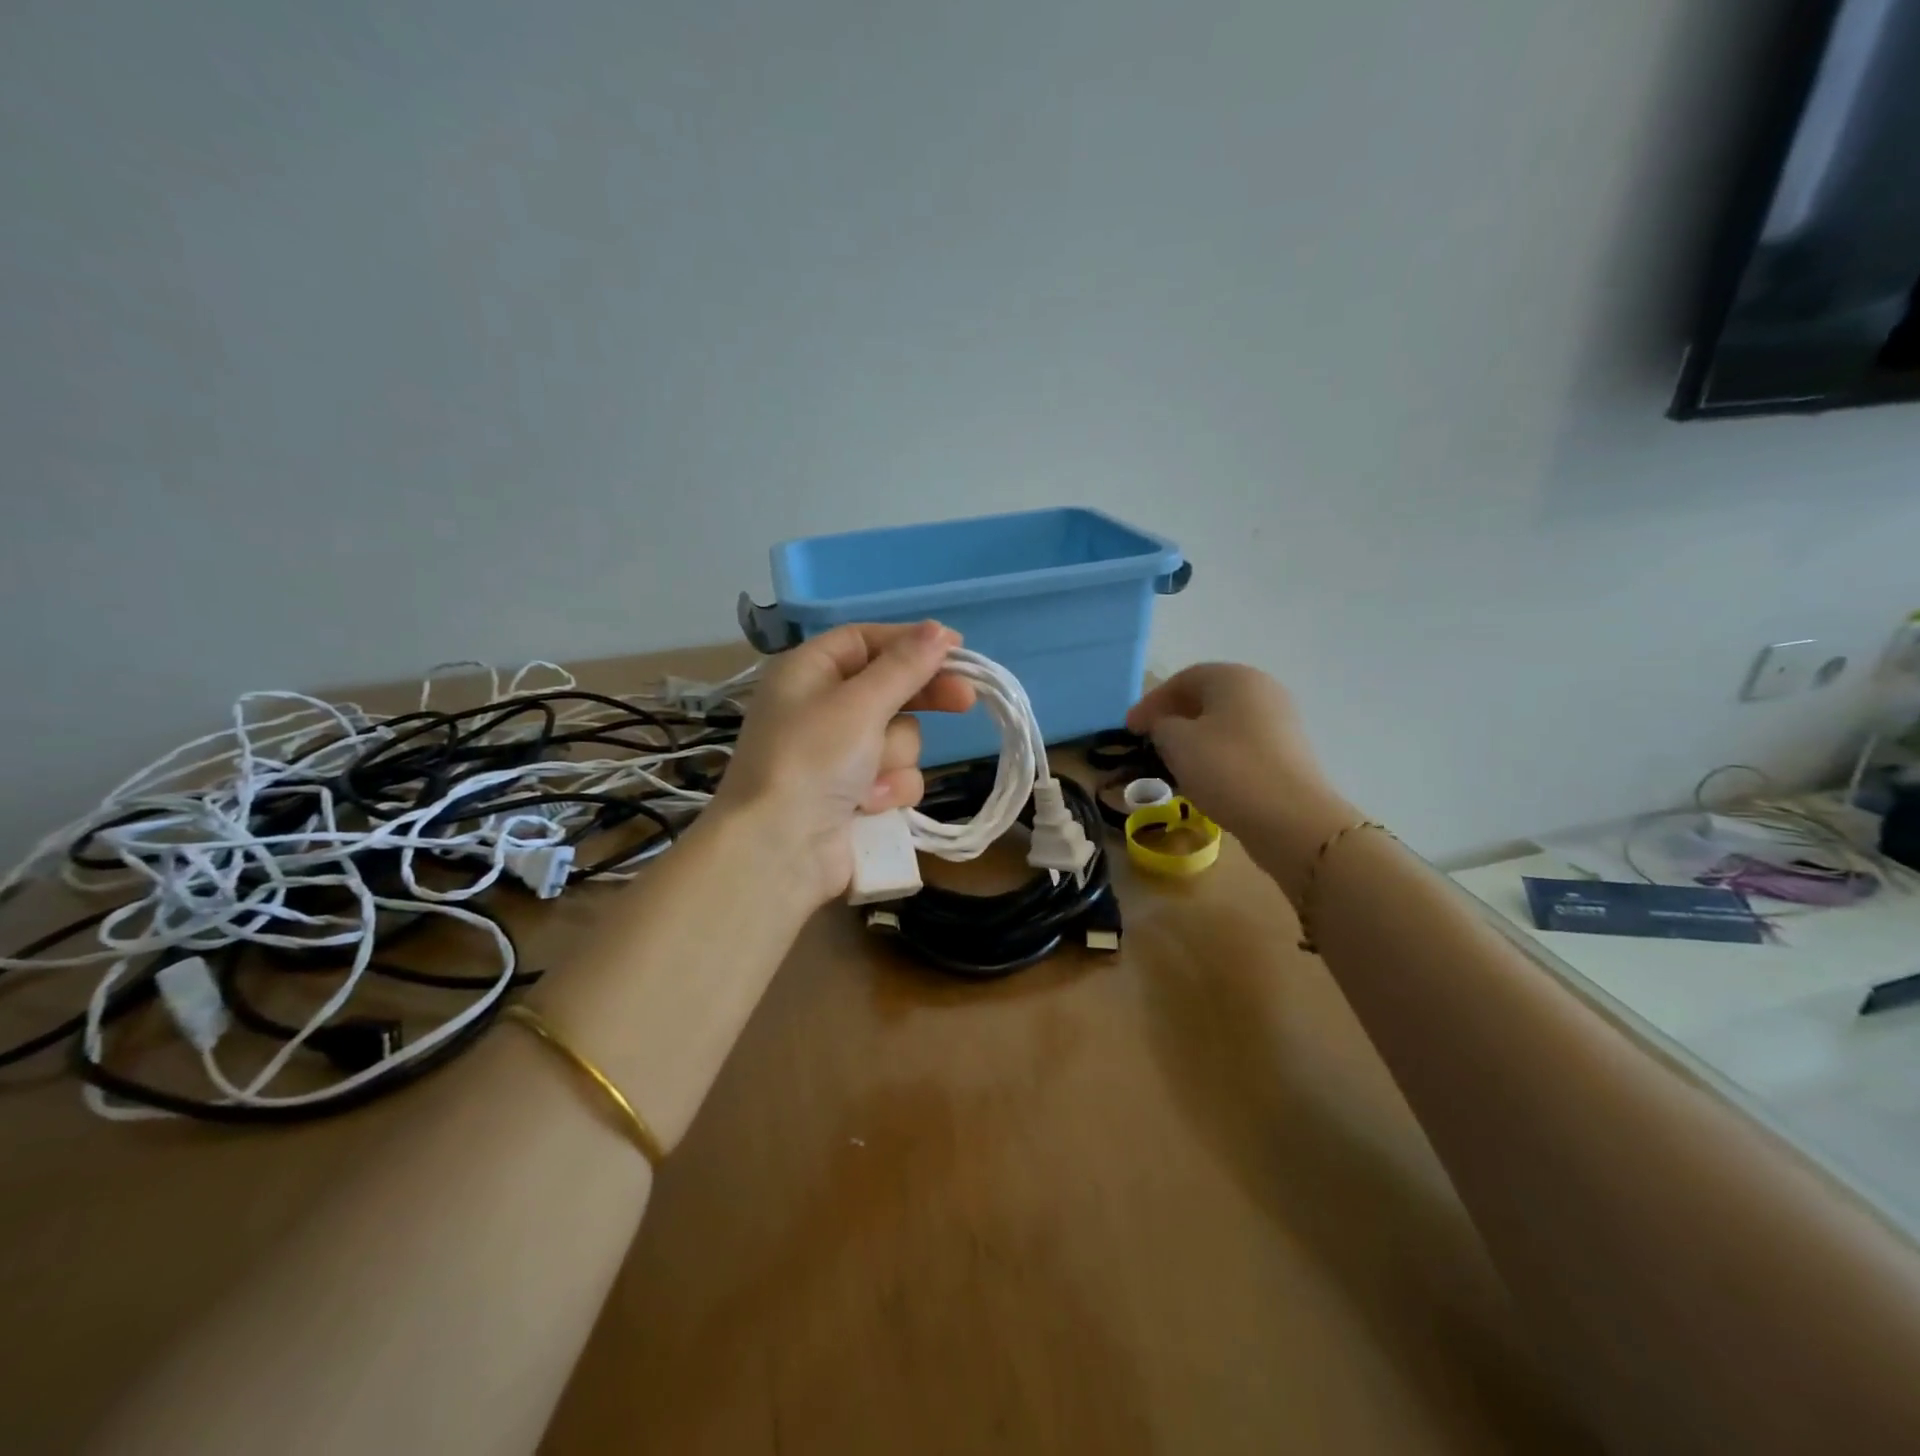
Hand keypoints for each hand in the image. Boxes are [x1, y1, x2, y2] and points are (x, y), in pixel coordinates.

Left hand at [713, 621, 975, 906]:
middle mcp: (822, 707)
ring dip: (893, 758)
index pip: (866, 641)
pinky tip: (866, 807)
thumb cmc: (812, 761)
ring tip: (868, 780)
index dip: (910, 642)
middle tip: (965, 700)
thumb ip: (904, 667)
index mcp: (808, 672)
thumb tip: (939, 630)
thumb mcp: (859, 704)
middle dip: (921, 700)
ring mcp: (839, 754)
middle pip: (889, 687)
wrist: (780, 851)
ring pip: (899, 737)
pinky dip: (887, 791)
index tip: (956, 647)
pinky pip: (894, 777)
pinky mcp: (855, 793)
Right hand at [1126, 664, 1356, 890]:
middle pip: (1207, 698)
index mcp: (1233, 677)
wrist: (1291, 818)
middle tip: (1149, 740)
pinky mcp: (1288, 753)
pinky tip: (1203, 777)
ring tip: (1172, 762)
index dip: (1151, 702)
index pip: (1183, 680)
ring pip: (1224, 723)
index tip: (1129, 729)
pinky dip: (1217, 755)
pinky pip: (1241, 745)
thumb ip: (1161, 725)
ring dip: (1195, 738)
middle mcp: (1261, 690)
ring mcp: (1280, 721)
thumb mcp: (1176, 742)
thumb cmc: (1226, 768)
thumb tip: (1166, 726)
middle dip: (1174, 717)